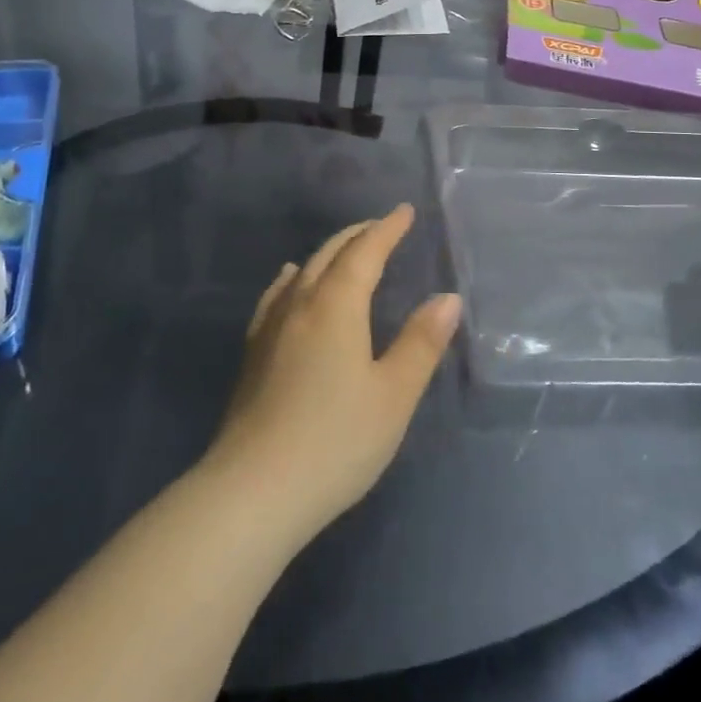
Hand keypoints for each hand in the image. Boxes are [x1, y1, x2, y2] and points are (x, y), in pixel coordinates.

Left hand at [204, 205, 461, 545]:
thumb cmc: (336, 441)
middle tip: (381, 226)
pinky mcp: (253, 353)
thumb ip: (421, 343)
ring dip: (328, 253)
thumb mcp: (393, 395)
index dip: (386, 229)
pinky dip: (292, 279)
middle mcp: (300, 304)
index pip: (365, 252)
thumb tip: (447, 297)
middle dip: (358, 235)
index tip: (404, 211)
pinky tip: (289, 281)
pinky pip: (276, 296)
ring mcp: (270, 327)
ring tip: (344, 249)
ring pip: (302, 272)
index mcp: (336, 306)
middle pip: (330, 255)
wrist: (254, 489)